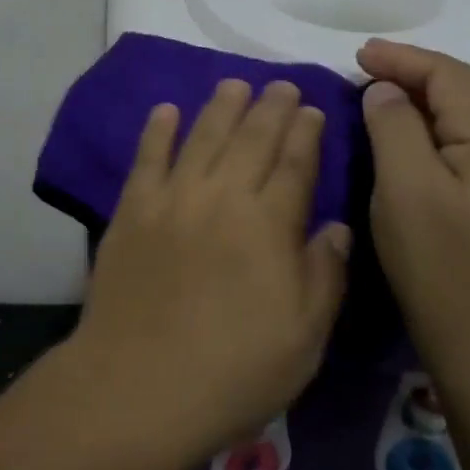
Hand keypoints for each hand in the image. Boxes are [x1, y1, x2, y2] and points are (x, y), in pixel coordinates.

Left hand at [73, 78, 351, 469]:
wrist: (137, 387)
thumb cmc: (233, 371)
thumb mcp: (304, 338)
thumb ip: (325, 275)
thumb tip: (337, 226)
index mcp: (270, 224)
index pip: (295, 163)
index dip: (306, 132)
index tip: (313, 109)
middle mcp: (224, 196)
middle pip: (253, 138)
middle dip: (272, 106)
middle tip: (282, 84)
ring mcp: (174, 197)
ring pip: (204, 135)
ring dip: (222, 105)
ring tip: (235, 83)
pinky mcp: (133, 208)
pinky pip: (148, 156)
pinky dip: (158, 129)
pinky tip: (166, 110)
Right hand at [356, 39, 469, 366]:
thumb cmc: (439, 265)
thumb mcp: (405, 189)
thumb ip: (394, 126)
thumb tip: (386, 91)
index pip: (451, 76)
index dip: (403, 58)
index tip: (357, 55)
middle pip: (465, 87)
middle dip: (415, 69)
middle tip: (365, 66)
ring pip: (466, 112)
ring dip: (423, 94)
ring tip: (379, 90)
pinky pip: (464, 138)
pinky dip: (431, 121)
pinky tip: (405, 130)